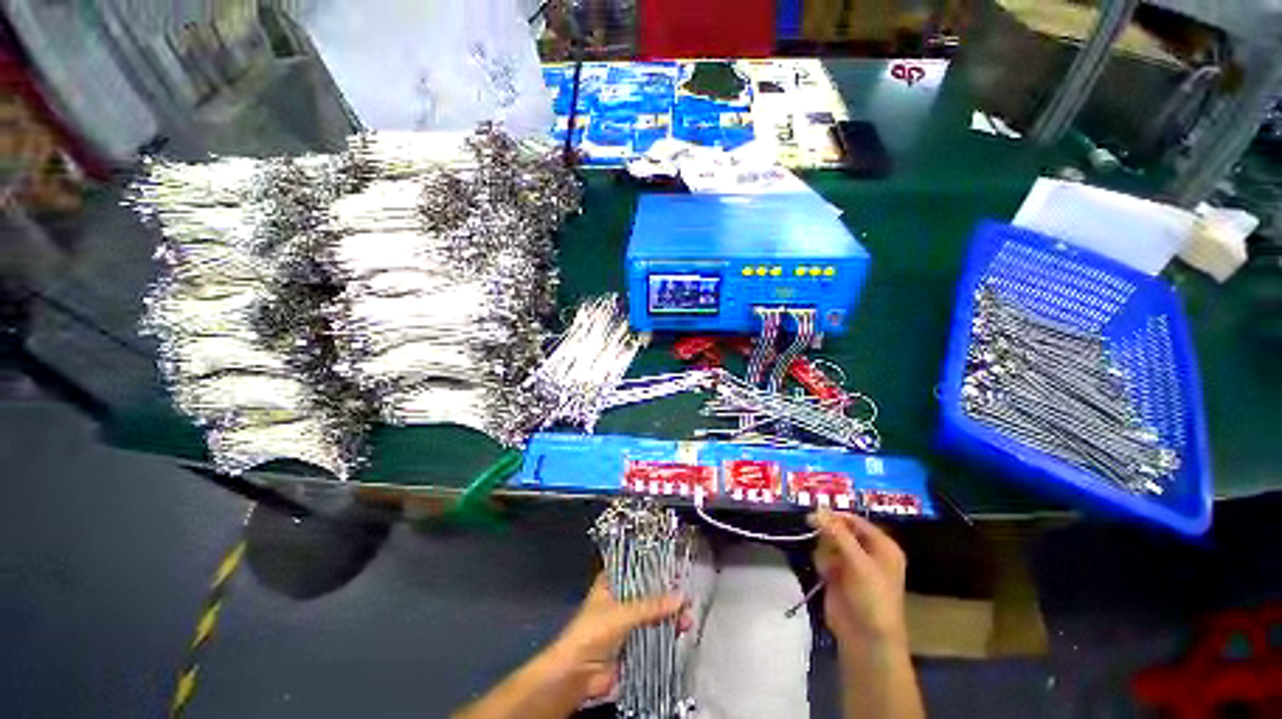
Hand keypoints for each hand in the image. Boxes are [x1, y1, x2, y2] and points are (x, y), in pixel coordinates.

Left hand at [546, 573, 684, 700]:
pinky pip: (653, 635)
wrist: (577, 676)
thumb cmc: (593, 633)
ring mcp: (625, 624)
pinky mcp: (632, 646)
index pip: (636, 569)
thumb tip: (681, 597)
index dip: (654, 569)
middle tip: (686, 598)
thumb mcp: (623, 613)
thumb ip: (652, 606)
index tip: (675, 571)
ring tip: (687, 618)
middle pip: (647, 594)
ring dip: (669, 616)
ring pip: (652, 615)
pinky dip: (666, 633)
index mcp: (611, 584)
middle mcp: (619, 600)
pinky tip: (680, 631)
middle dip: (666, 596)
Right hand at [810, 510, 908, 655]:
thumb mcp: (857, 562)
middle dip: (829, 537)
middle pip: (839, 528)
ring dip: (825, 551)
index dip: (835, 517)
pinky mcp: (838, 574)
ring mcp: (852, 563)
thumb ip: (837, 534)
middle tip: (824, 545)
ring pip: (828, 541)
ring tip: (829, 568)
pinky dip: (822, 563)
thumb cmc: (871, 598)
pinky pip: (824, 556)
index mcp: (882, 546)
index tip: (814, 516)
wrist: (866, 638)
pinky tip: (826, 576)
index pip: (855, 520)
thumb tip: (818, 509)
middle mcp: (867, 551)